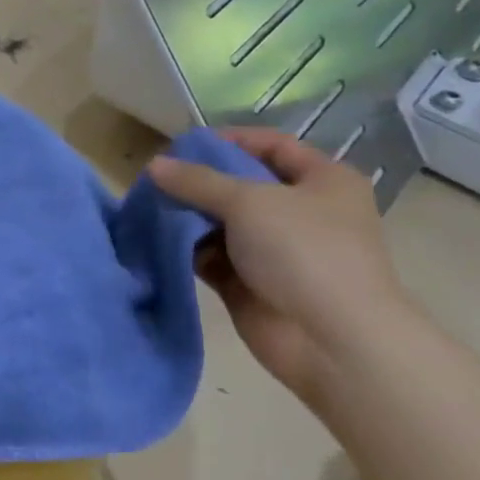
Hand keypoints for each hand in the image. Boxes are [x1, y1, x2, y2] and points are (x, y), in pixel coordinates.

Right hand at [148, 129, 414, 409]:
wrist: (331, 339)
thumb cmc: (303, 252)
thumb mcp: (248, 201)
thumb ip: (197, 181)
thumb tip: (155, 165)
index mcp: (323, 182)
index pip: (272, 145)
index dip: (229, 140)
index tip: (183, 145)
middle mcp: (301, 211)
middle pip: (241, 184)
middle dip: (198, 181)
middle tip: (156, 179)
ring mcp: (275, 249)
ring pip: (221, 221)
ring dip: (187, 215)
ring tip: (147, 207)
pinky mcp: (249, 281)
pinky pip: (211, 256)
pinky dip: (186, 248)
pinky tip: (156, 239)